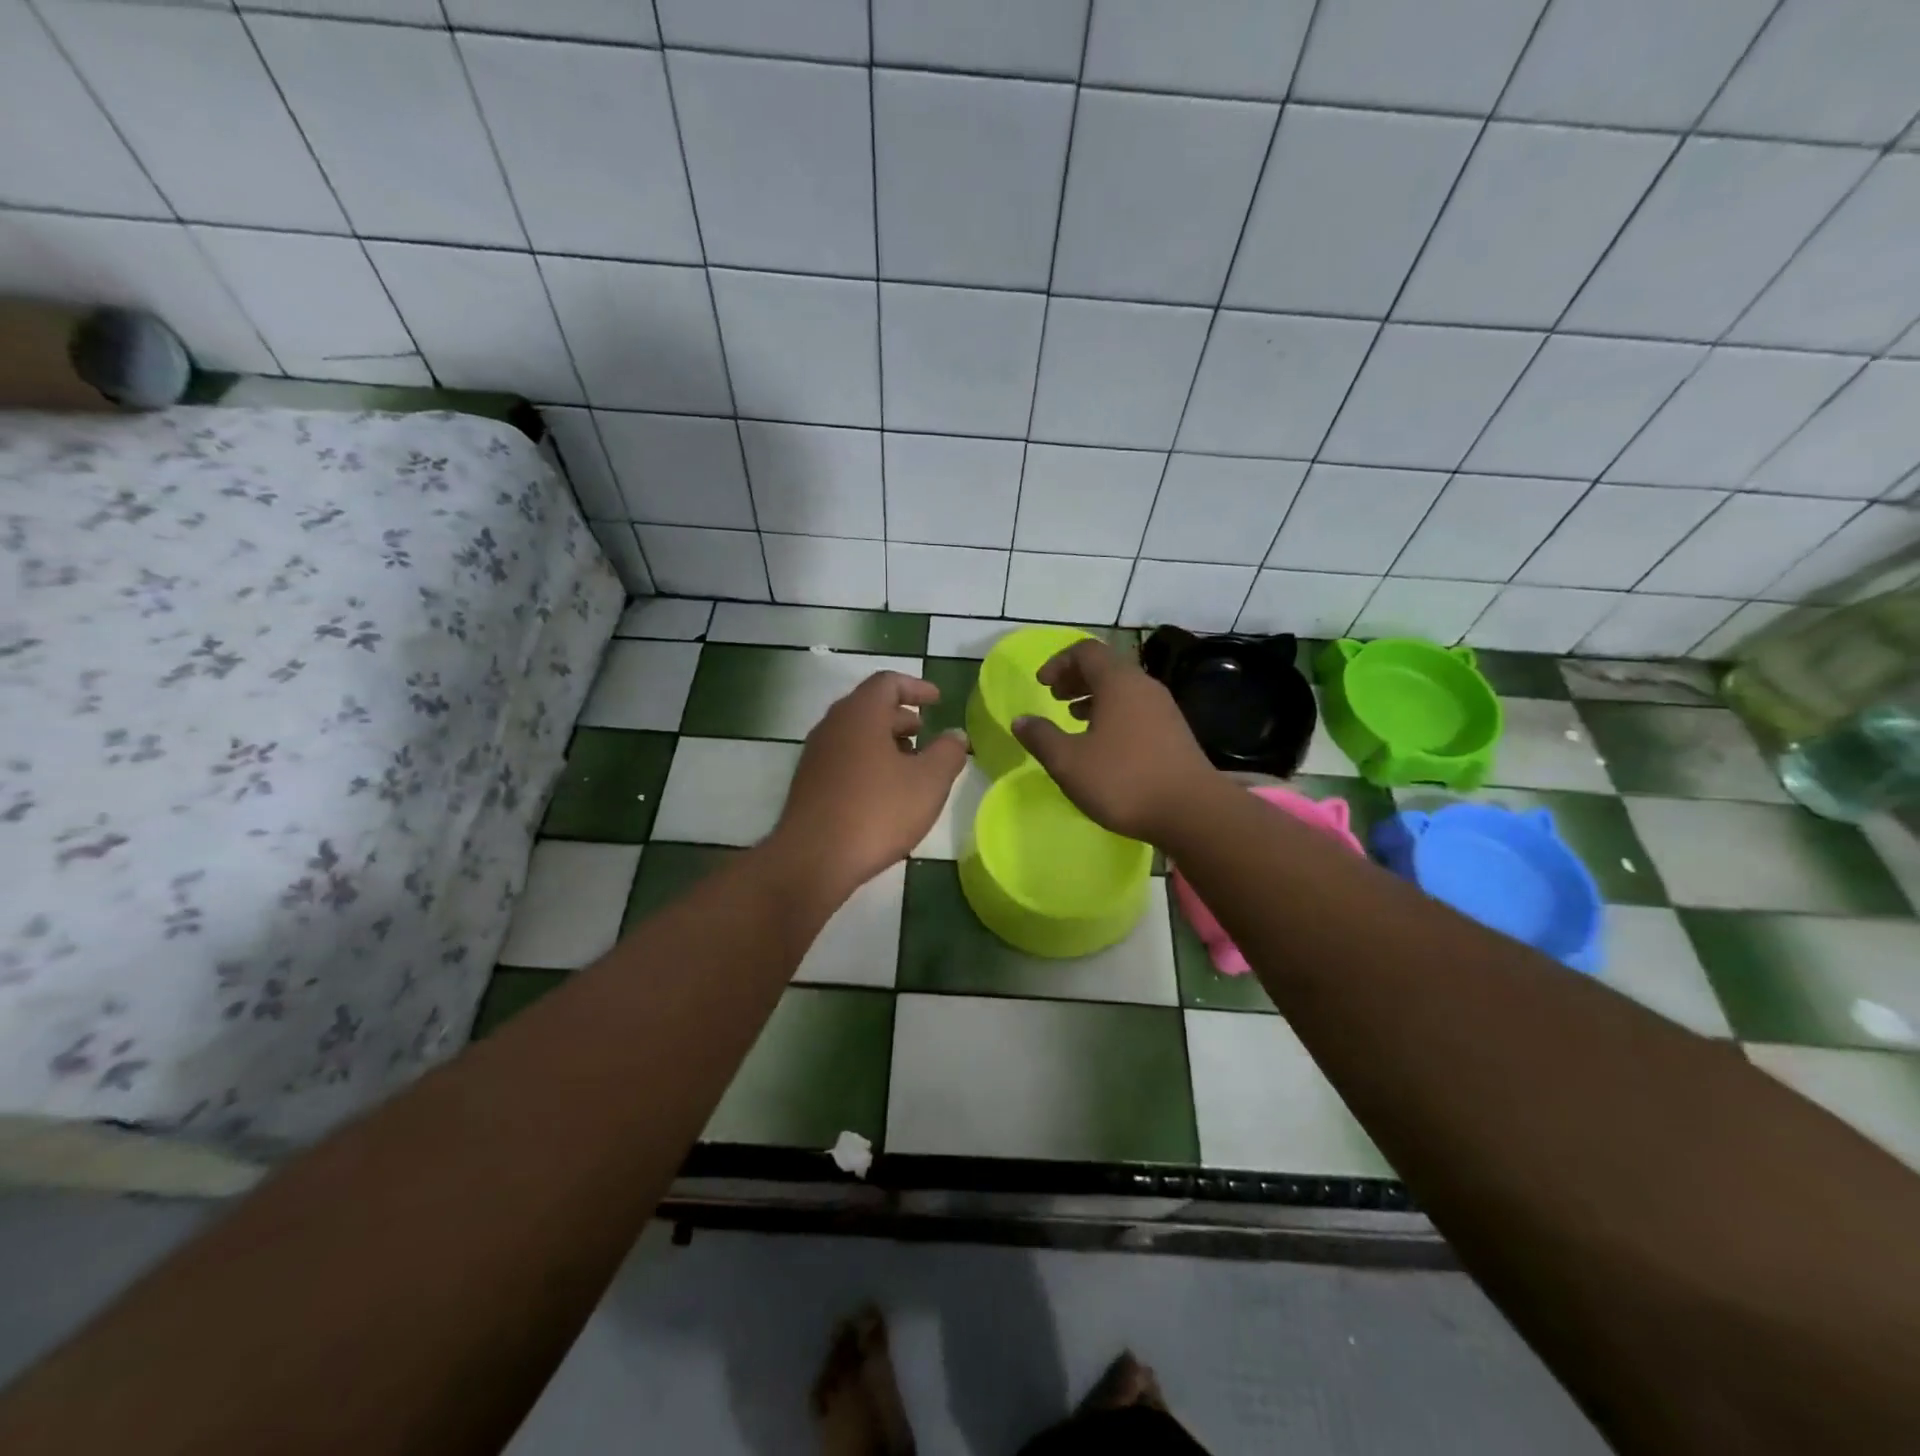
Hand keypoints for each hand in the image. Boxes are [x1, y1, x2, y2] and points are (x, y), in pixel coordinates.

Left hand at [771, 670, 967, 894]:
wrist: (813, 859)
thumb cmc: (877, 812)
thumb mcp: (928, 782)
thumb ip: (948, 753)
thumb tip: (955, 735)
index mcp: (860, 714)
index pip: (888, 682)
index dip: (916, 687)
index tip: (938, 700)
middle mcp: (833, 725)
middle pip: (869, 707)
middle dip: (901, 717)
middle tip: (926, 733)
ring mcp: (816, 755)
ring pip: (855, 735)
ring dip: (885, 741)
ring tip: (910, 765)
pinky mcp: (808, 783)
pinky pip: (843, 758)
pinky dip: (868, 761)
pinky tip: (884, 792)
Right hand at [1012, 639, 1217, 842]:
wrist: (1193, 812)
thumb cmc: (1124, 781)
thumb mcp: (1069, 762)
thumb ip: (1041, 737)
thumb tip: (1021, 720)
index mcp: (1119, 683)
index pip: (1086, 651)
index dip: (1059, 662)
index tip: (1041, 684)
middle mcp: (1144, 687)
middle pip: (1106, 667)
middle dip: (1075, 678)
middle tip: (1055, 697)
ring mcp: (1164, 709)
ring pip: (1123, 690)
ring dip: (1094, 697)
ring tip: (1074, 718)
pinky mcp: (1174, 732)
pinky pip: (1136, 709)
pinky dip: (1113, 714)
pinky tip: (1103, 744)